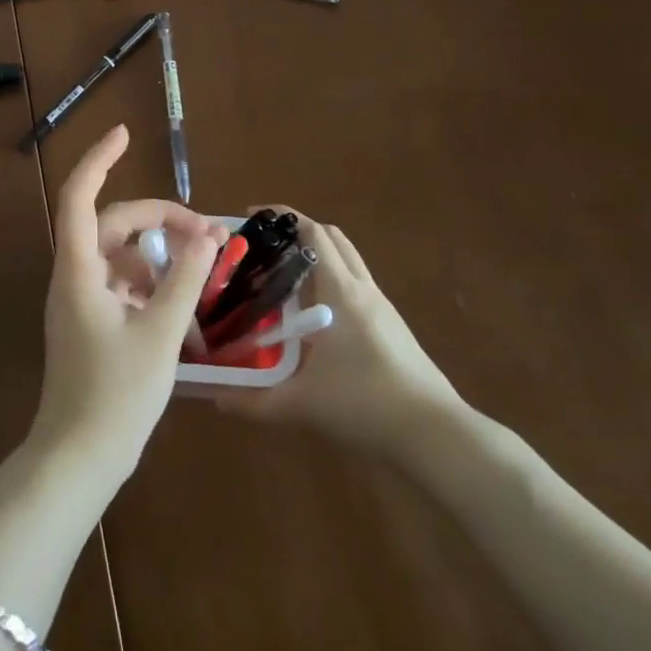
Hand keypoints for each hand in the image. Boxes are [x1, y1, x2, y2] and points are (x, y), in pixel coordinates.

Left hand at [30, 125, 224, 485]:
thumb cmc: (116, 395)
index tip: (125, 133)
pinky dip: (149, 281)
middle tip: (205, 233)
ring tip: (199, 268)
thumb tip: (209, 236)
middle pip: (111, 224)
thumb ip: (185, 280)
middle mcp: (73, 277)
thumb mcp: (161, 333)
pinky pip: (120, 283)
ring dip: (157, 252)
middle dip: (158, 218)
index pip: (79, 196)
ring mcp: (79, 300)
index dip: (99, 159)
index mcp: (79, 271)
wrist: (78, 459)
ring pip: (118, 254)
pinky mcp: (89, 322)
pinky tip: (179, 303)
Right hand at [215, 213, 464, 458]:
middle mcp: (362, 288)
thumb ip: (253, 401)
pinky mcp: (392, 325)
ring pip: (348, 260)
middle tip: (265, 246)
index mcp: (340, 292)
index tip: (251, 216)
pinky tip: (314, 313)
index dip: (282, 216)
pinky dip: (333, 281)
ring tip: (283, 276)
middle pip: (332, 237)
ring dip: (318, 255)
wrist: (435, 434)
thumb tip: (214, 397)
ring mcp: (382, 306)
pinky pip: (357, 285)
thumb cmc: (365, 405)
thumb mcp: (301, 404)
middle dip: (298, 230)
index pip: (312, 233)